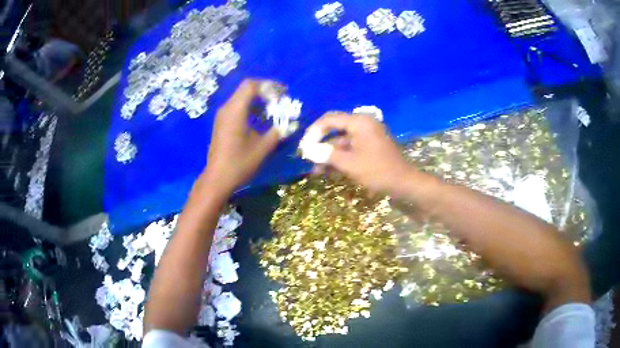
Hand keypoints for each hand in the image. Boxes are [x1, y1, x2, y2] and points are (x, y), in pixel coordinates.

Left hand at [202, 79, 280, 195]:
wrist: (217, 179)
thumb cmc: (239, 163)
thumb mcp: (262, 148)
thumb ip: (277, 132)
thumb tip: (289, 124)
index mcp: (235, 110)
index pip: (251, 85)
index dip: (269, 86)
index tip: (283, 94)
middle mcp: (227, 108)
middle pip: (246, 89)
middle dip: (265, 92)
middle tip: (279, 100)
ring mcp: (222, 116)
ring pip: (241, 98)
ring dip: (258, 100)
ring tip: (272, 110)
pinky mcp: (221, 124)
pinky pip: (237, 107)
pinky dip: (250, 108)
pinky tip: (260, 120)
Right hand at [310, 112, 418, 194]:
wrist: (404, 183)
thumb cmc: (377, 171)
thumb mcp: (349, 163)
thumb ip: (326, 154)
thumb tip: (307, 149)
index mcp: (359, 122)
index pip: (329, 119)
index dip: (313, 131)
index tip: (304, 147)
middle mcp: (363, 124)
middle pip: (335, 130)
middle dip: (320, 145)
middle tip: (307, 158)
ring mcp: (367, 135)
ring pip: (341, 141)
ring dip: (329, 154)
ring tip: (316, 170)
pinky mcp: (370, 145)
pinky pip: (350, 148)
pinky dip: (340, 157)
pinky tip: (329, 171)